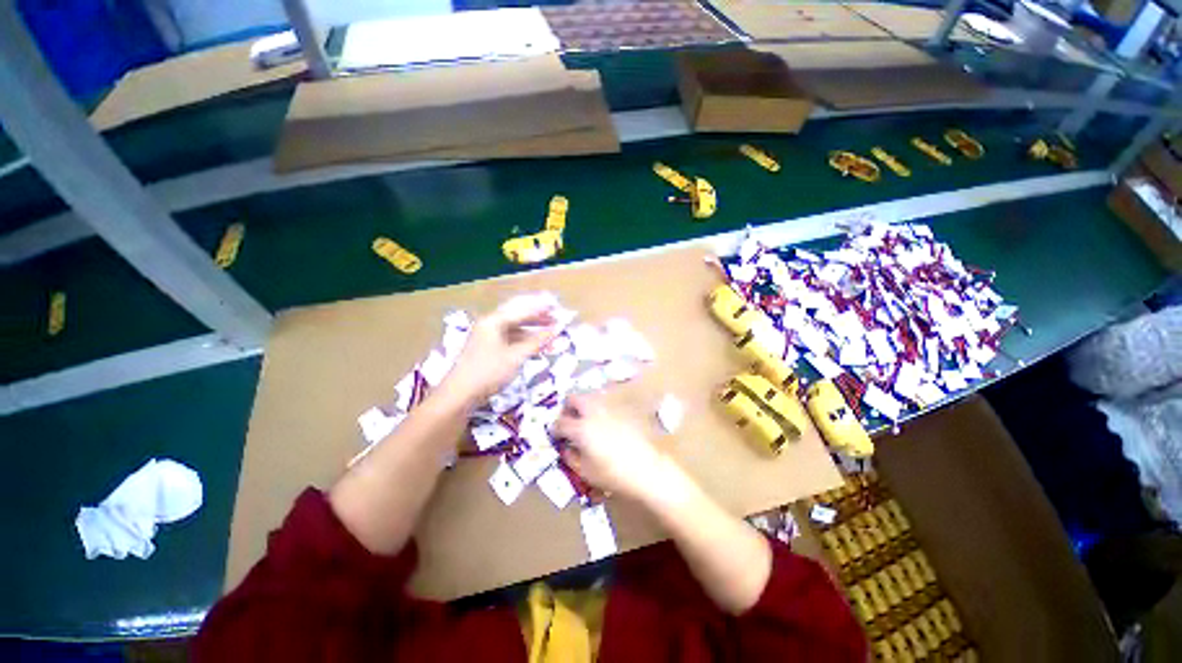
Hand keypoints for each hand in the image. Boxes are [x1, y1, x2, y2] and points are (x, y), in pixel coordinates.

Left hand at [442, 298, 558, 401]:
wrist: (460, 395)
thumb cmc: (489, 372)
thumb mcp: (516, 356)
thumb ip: (537, 341)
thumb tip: (557, 329)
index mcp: (493, 321)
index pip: (522, 310)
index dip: (542, 310)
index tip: (558, 309)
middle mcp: (489, 324)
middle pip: (517, 316)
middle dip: (538, 318)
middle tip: (556, 320)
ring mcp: (487, 337)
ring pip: (514, 329)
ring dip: (532, 332)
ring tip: (550, 335)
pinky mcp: (487, 349)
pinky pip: (509, 339)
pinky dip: (523, 341)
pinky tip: (535, 347)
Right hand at [553, 394, 670, 501]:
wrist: (646, 469)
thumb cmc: (612, 474)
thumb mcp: (585, 471)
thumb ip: (571, 457)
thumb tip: (566, 447)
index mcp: (581, 428)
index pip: (560, 422)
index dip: (555, 429)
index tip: (556, 435)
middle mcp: (593, 413)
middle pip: (574, 398)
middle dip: (567, 408)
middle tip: (568, 421)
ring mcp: (608, 410)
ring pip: (590, 398)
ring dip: (582, 407)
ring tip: (584, 423)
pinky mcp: (621, 412)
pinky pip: (603, 405)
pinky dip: (597, 411)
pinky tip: (601, 426)